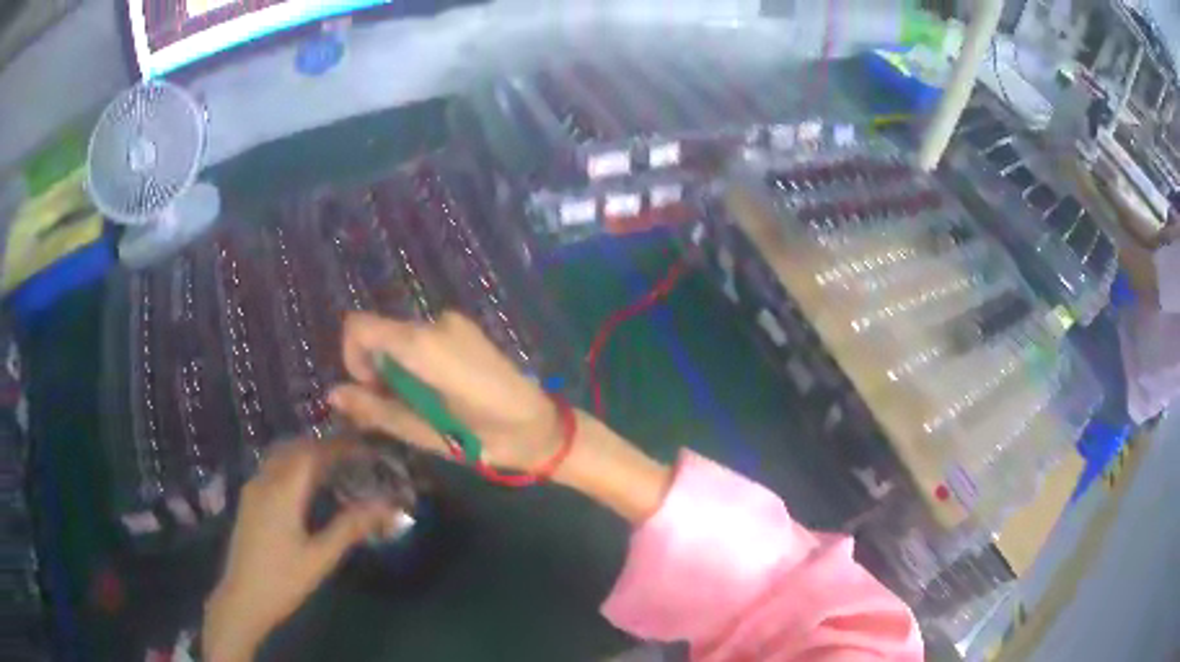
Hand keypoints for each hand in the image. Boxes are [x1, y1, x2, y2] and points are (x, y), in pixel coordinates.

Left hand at [203, 440, 397, 661]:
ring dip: (306, 453)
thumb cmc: (283, 580)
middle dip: (324, 446)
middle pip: (294, 448)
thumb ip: (349, 528)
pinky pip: (273, 468)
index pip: (313, 453)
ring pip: (281, 456)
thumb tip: (384, 507)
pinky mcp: (249, 501)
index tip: (365, 447)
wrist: (242, 598)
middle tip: (353, 455)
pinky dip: (293, 465)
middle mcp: (264, 481)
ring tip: (334, 466)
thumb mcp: (320, 558)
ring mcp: (253, 489)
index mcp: (282, 491)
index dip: (339, 445)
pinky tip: (306, 485)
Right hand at [329, 311, 564, 473]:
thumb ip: (375, 410)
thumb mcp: (424, 432)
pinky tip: (441, 393)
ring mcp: (454, 323)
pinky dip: (417, 363)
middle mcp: (436, 322)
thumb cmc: (484, 437)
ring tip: (426, 406)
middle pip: (381, 334)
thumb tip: (333, 394)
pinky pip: (424, 340)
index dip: (352, 357)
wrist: (541, 427)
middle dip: (377, 370)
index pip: (359, 326)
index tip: (371, 391)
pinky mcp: (465, 330)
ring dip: (398, 369)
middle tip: (402, 409)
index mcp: (423, 343)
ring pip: (401, 339)